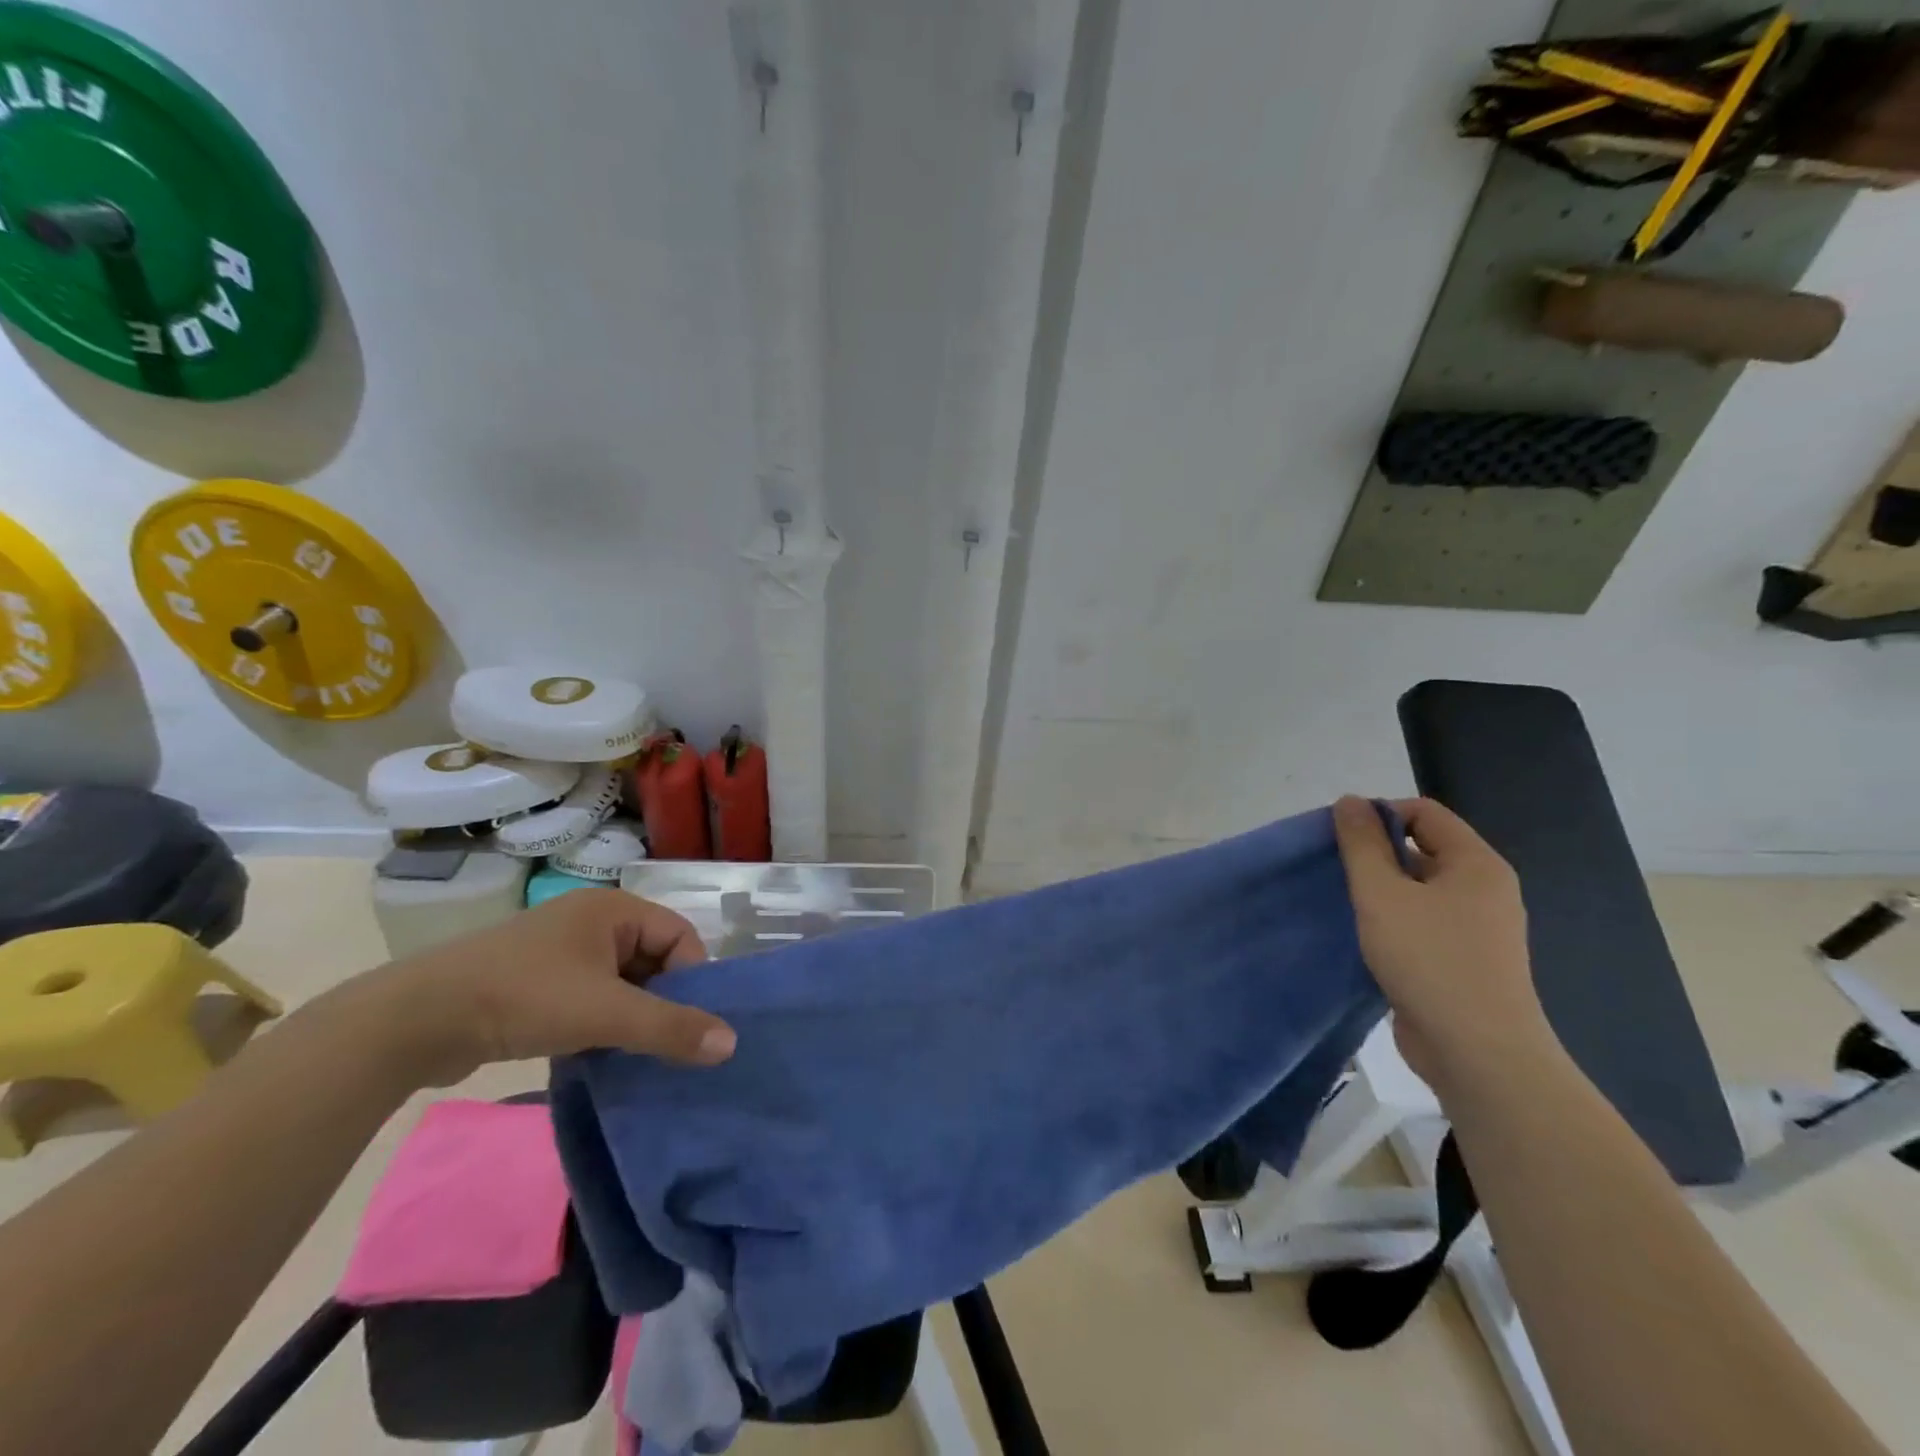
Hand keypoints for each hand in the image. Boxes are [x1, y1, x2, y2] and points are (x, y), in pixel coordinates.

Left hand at [366, 888, 737, 1086]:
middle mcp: (591, 920)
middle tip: (663, 1045)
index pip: (680, 937)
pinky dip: (600, 1023)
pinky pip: (590, 996)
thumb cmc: (524, 998)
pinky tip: (595, 1055)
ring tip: (632, 1055)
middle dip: (662, 1002)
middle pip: (653, 959)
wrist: (415, 1020)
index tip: (687, 1024)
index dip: (691, 979)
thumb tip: (732, 1043)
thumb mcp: (606, 1013)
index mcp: (614, 909)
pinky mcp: (535, 981)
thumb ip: (671, 1028)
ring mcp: (560, 951)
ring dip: (630, 1017)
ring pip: (621, 982)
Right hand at [1332, 795, 1557, 1090]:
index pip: (1424, 812)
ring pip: (1419, 888)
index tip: (1340, 840)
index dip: (1378, 814)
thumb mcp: (1382, 894)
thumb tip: (1349, 801)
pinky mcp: (1464, 960)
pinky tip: (1364, 936)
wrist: (1478, 1054)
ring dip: (1381, 889)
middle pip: (1422, 848)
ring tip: (1343, 903)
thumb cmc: (1429, 961)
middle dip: (1375, 853)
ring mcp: (1477, 928)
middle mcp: (1484, 889)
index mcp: (1476, 864)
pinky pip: (1423, 921)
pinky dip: (1392, 920)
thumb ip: (1361, 844)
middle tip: (1335, 871)